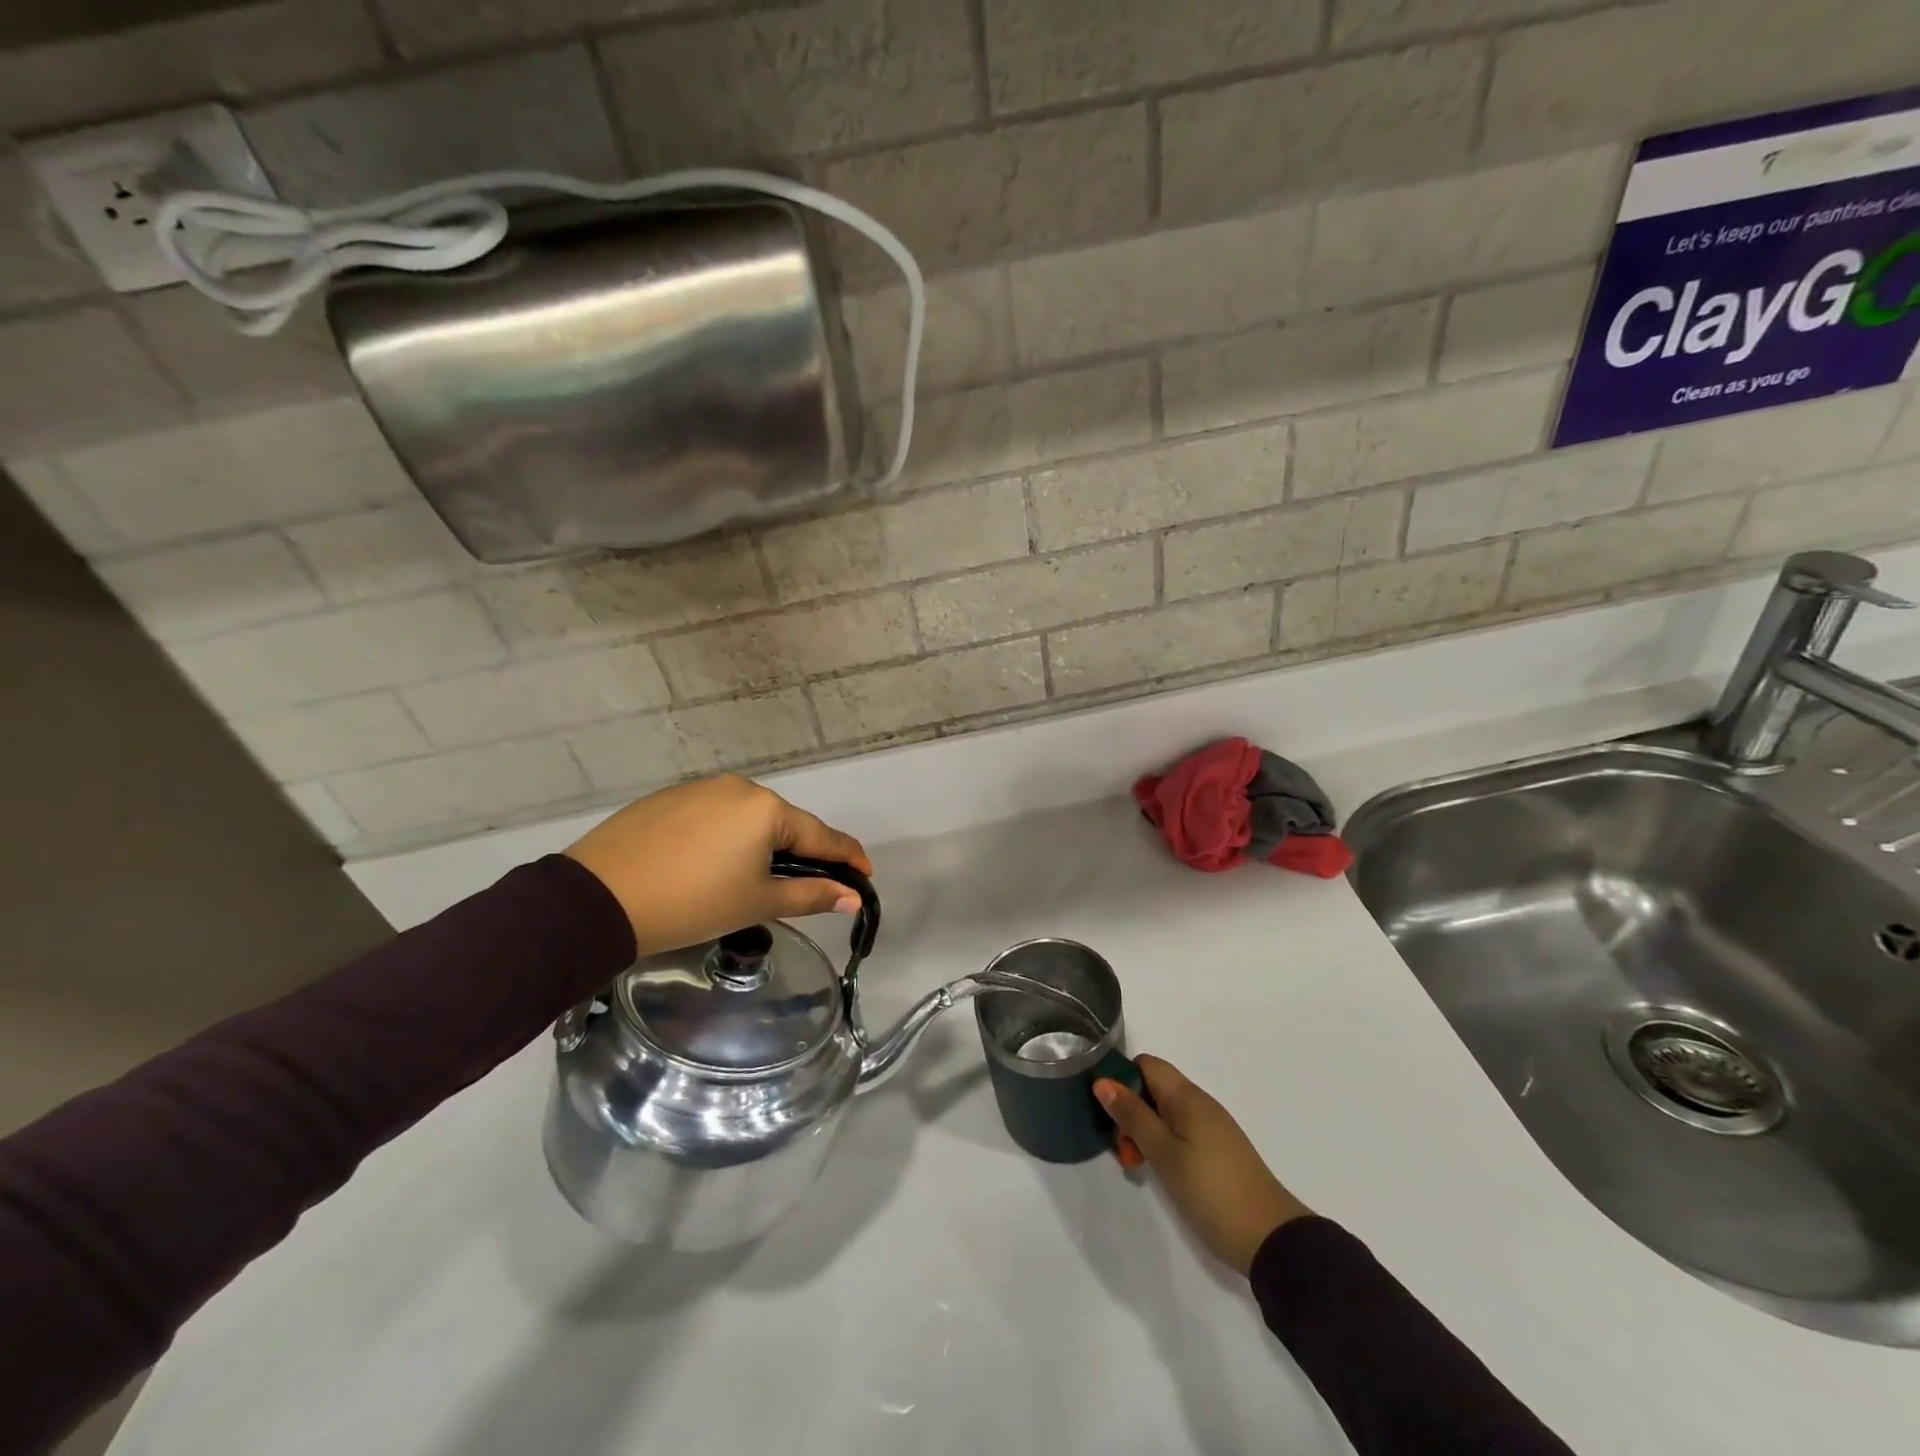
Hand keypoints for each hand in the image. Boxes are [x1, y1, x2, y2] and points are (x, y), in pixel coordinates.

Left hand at [565, 775, 872, 955]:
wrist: (598, 898)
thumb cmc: (692, 902)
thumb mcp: (757, 902)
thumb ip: (810, 895)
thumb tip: (852, 897)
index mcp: (766, 809)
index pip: (821, 835)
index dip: (848, 858)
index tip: (865, 875)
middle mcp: (739, 787)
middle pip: (784, 823)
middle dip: (800, 852)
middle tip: (805, 885)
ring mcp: (700, 788)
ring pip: (747, 818)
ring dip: (761, 845)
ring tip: (752, 879)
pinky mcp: (669, 797)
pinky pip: (713, 815)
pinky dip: (725, 838)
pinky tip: (709, 864)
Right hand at [1095, 1055, 1310, 1275]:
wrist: (1271, 1239)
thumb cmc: (1212, 1191)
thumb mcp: (1164, 1153)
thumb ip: (1133, 1115)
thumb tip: (1102, 1080)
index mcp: (1188, 1097)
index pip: (1146, 1065)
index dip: (1121, 1079)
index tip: (1106, 1111)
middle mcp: (1200, 1104)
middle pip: (1153, 1089)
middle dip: (1130, 1111)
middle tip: (1122, 1150)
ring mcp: (1211, 1128)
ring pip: (1164, 1113)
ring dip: (1144, 1131)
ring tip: (1136, 1165)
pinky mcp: (1217, 1151)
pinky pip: (1179, 1132)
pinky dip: (1162, 1144)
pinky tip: (1159, 1171)